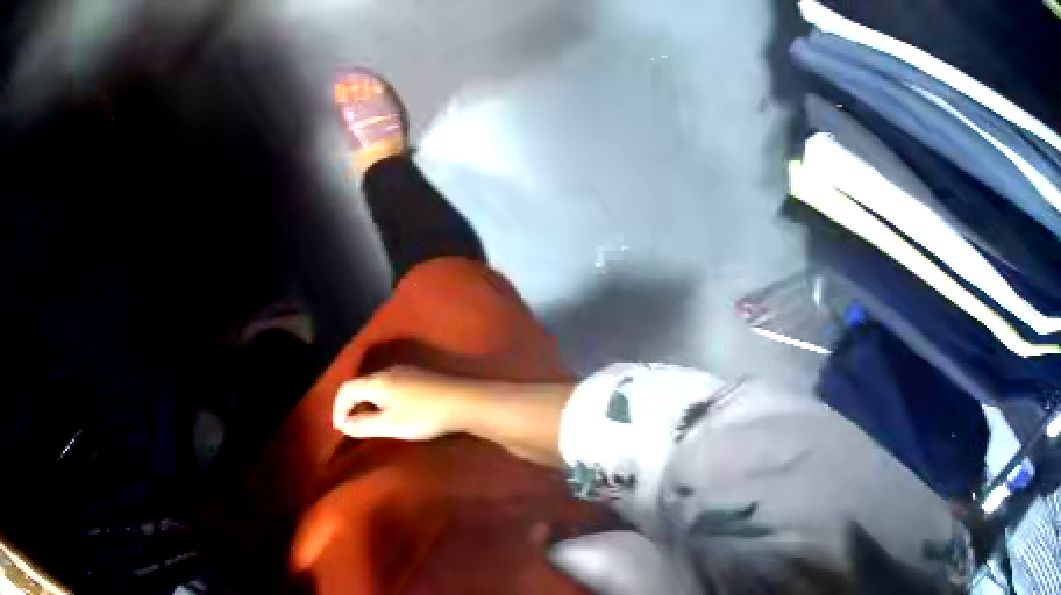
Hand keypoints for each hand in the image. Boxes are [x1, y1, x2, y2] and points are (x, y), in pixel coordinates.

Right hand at [332, 367, 472, 440]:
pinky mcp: (419, 377)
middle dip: (351, 405)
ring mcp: (405, 371)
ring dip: (367, 403)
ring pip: (376, 385)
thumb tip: (344, 425)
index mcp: (377, 381)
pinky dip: (382, 399)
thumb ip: (364, 425)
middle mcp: (388, 371)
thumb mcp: (391, 425)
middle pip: (360, 385)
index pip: (346, 389)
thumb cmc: (424, 415)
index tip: (340, 428)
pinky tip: (392, 412)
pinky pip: (390, 386)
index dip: (338, 408)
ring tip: (370, 422)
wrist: (464, 401)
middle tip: (352, 426)